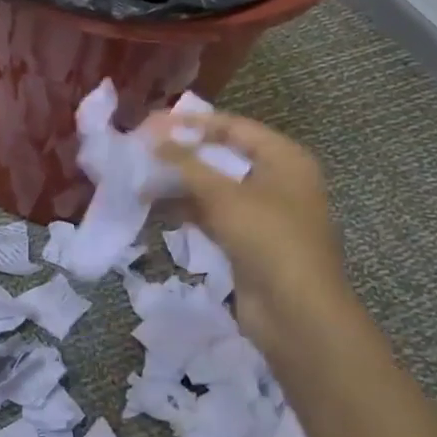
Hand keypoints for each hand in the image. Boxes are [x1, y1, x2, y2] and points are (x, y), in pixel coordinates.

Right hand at [152, 109, 356, 351]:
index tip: (153, 123)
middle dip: (182, 155)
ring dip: (179, 185)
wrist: (297, 314)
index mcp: (284, 159)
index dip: (193, 123)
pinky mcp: (248, 242)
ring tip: (140, 182)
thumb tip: (154, 139)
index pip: (233, 127)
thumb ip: (187, 165)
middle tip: (142, 150)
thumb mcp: (225, 195)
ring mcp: (263, 214)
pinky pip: (213, 216)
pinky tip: (155, 209)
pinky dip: (187, 210)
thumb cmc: (268, 239)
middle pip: (223, 157)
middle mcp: (277, 180)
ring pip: (214, 189)